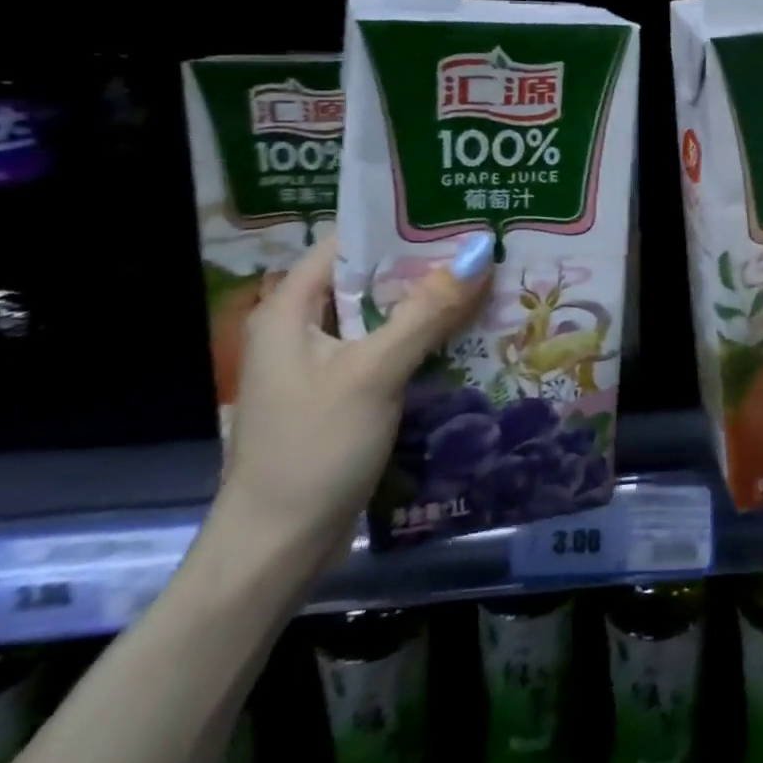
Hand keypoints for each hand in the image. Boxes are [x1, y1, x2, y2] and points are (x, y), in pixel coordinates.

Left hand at [216, 233, 492, 568]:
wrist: (276, 548)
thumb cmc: (314, 448)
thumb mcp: (374, 372)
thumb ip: (427, 310)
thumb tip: (479, 250)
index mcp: (291, 308)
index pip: (349, 244)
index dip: (399, 225)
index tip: (456, 214)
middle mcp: (302, 327)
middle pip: (369, 280)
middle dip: (424, 266)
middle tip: (484, 247)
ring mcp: (321, 365)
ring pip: (381, 319)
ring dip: (427, 306)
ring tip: (486, 284)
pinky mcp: (340, 396)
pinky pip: (384, 353)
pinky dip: (420, 343)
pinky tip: (465, 338)